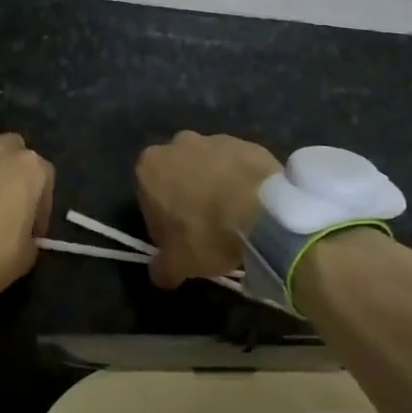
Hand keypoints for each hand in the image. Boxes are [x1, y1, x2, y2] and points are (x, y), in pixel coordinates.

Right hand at [136, 132, 280, 288]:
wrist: (263, 212)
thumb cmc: (207, 234)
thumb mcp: (177, 264)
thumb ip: (161, 268)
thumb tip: (159, 273)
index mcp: (150, 167)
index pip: (148, 198)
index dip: (162, 222)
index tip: (179, 241)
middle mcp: (176, 144)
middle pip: (177, 176)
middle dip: (186, 197)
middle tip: (205, 229)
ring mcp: (214, 139)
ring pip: (207, 167)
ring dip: (214, 186)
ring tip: (233, 218)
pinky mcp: (246, 143)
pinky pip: (236, 165)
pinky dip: (240, 181)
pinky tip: (252, 205)